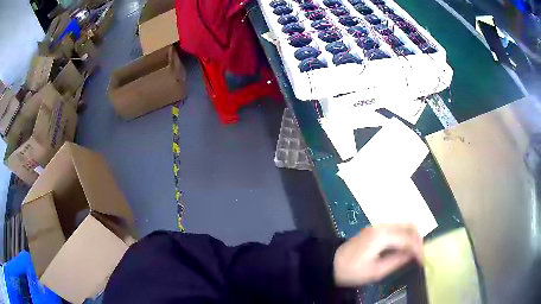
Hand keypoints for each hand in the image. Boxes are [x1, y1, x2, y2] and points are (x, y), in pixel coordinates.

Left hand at [333, 224, 422, 286]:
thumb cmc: (352, 271)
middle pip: (409, 226)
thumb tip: (413, 255)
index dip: (418, 249)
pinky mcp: (376, 229)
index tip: (423, 260)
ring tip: (415, 252)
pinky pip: (396, 228)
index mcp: (382, 236)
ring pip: (404, 225)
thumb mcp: (376, 272)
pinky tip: (405, 247)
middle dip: (418, 240)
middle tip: (420, 255)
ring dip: (412, 237)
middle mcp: (382, 226)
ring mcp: (378, 226)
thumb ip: (397, 261)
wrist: (330, 263)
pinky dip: (405, 236)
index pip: (408, 239)